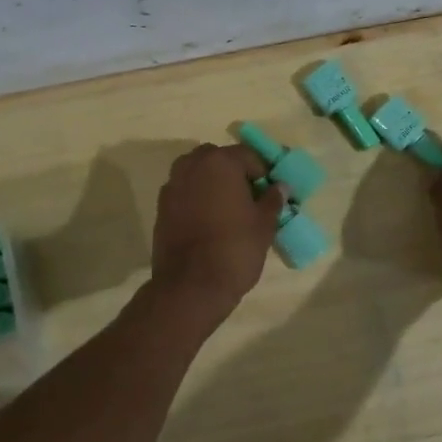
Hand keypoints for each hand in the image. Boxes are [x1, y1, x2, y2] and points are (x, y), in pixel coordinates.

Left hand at [149, 144, 284, 315]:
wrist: (190, 286)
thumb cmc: (234, 249)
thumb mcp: (264, 225)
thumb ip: (272, 200)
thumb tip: (280, 187)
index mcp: (220, 162)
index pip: (248, 155)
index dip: (264, 171)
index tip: (272, 191)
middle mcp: (192, 166)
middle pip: (219, 159)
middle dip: (235, 173)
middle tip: (250, 198)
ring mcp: (172, 186)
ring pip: (198, 174)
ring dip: (214, 184)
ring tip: (230, 210)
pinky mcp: (161, 207)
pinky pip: (185, 193)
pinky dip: (198, 199)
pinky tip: (209, 222)